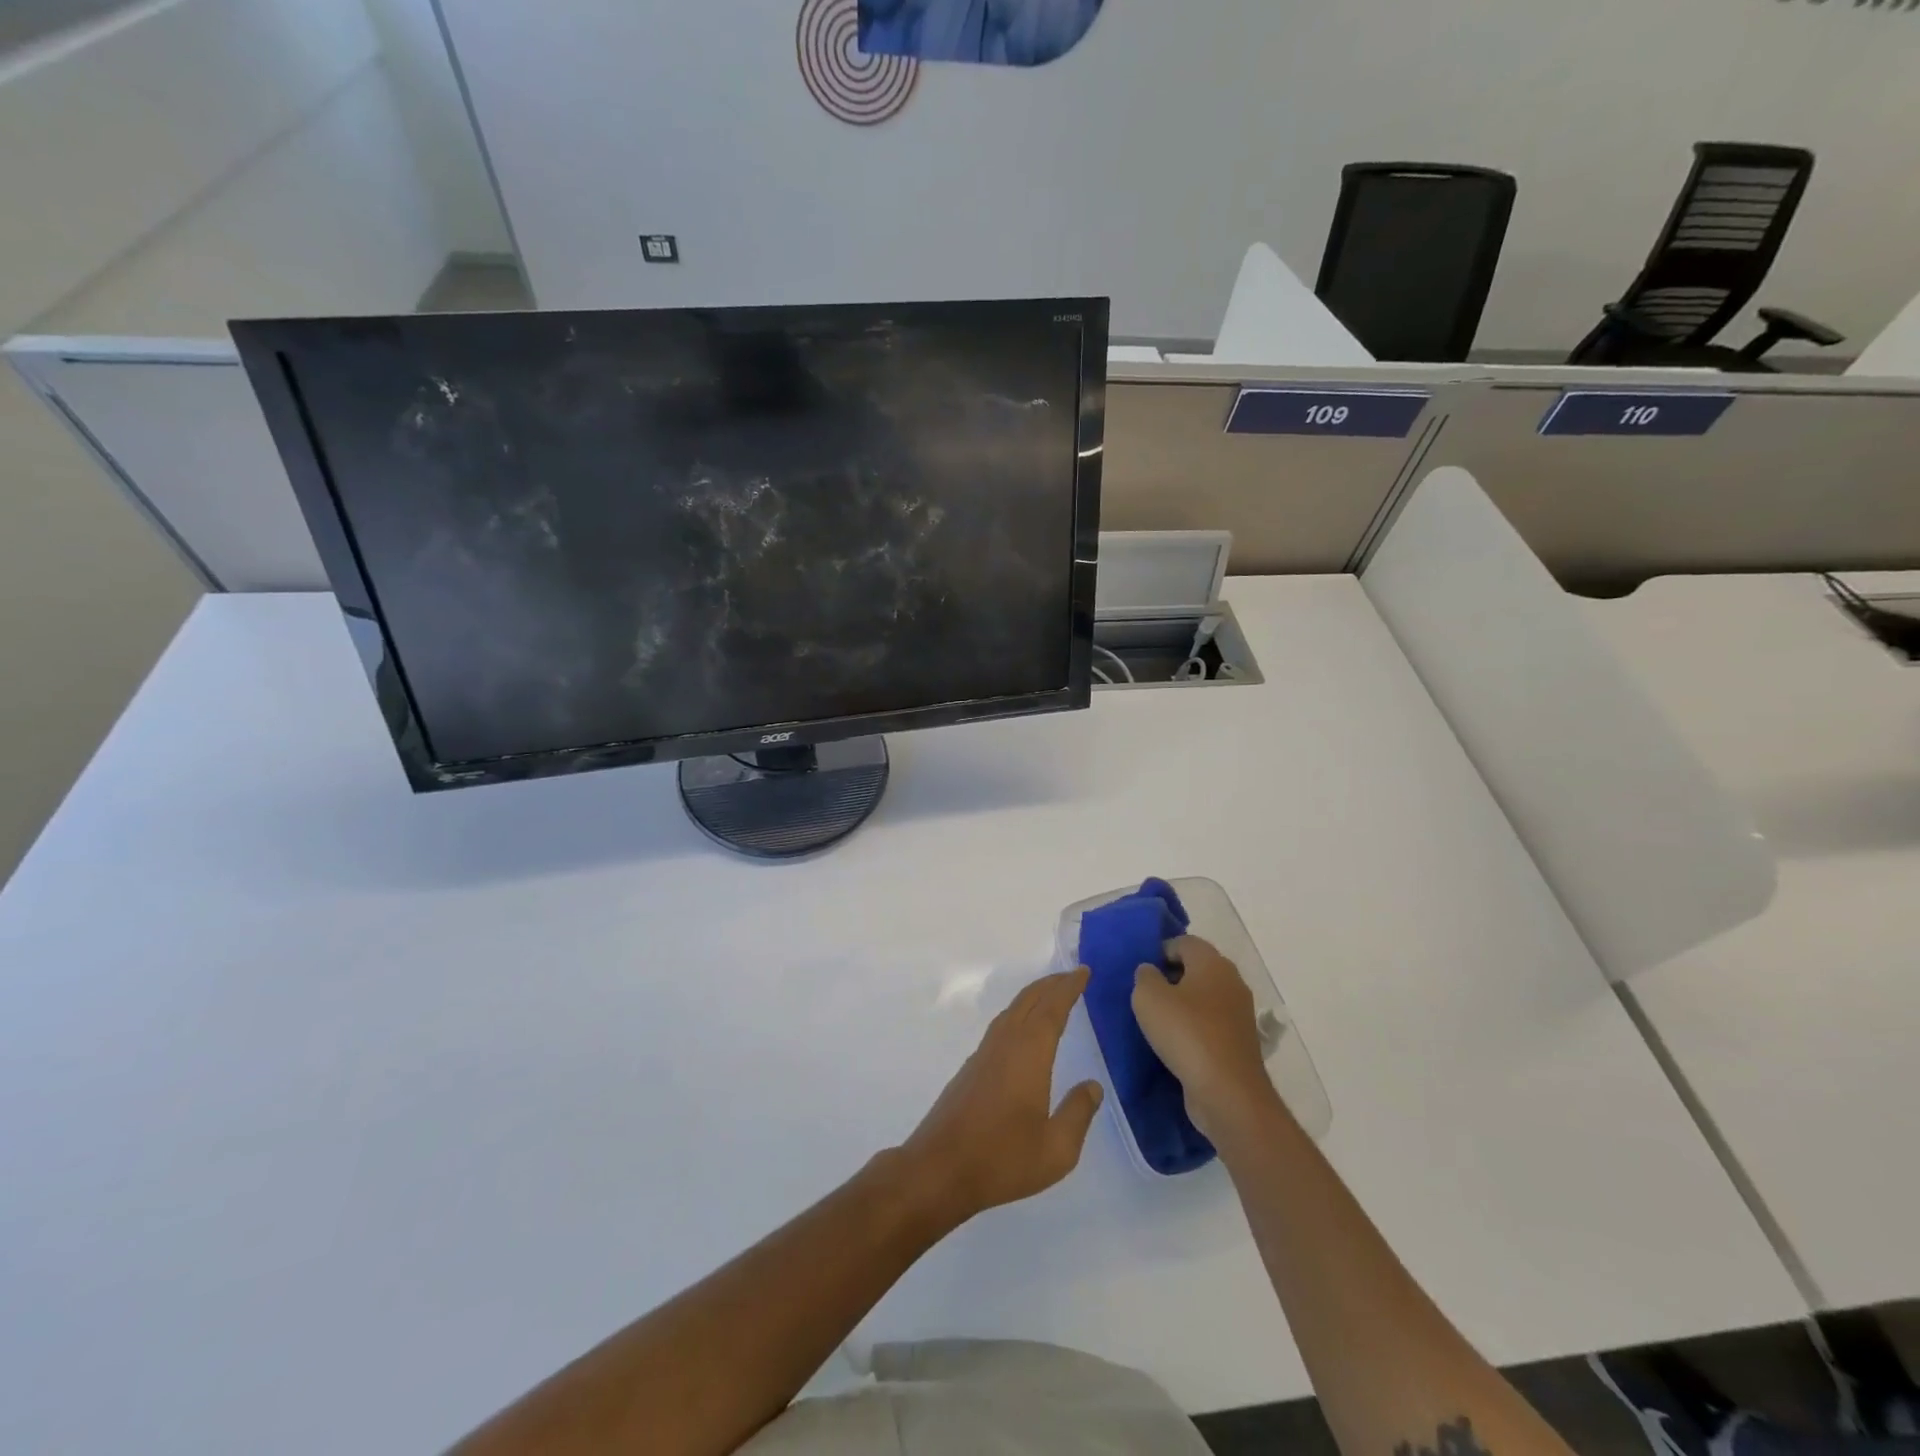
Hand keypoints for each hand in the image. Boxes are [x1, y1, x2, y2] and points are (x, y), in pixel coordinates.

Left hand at [901, 969, 1104, 1226]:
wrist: (939, 1169)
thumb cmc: (1002, 1159)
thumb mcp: (1056, 1149)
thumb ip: (1078, 1113)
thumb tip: (1092, 1085)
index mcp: (1028, 1054)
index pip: (1052, 1009)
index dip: (1068, 988)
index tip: (1084, 972)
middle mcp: (1004, 1044)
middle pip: (1029, 1001)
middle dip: (1051, 985)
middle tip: (1072, 976)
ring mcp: (983, 1054)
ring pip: (1012, 1011)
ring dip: (1033, 997)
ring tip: (1051, 996)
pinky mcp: (971, 1068)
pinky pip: (1001, 1026)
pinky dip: (1018, 1015)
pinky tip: (1022, 1031)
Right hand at [1132, 936, 1275, 1140]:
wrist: (1227, 1092)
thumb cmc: (1186, 1033)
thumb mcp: (1148, 997)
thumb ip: (1144, 976)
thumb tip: (1150, 972)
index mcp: (1213, 963)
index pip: (1184, 942)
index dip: (1159, 951)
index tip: (1140, 971)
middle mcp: (1232, 982)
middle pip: (1196, 968)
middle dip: (1170, 977)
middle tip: (1145, 994)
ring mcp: (1239, 1014)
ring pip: (1204, 998)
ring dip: (1182, 1005)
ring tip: (1156, 1021)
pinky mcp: (1239, 1042)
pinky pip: (1211, 1024)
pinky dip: (1193, 1028)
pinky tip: (1175, 1043)